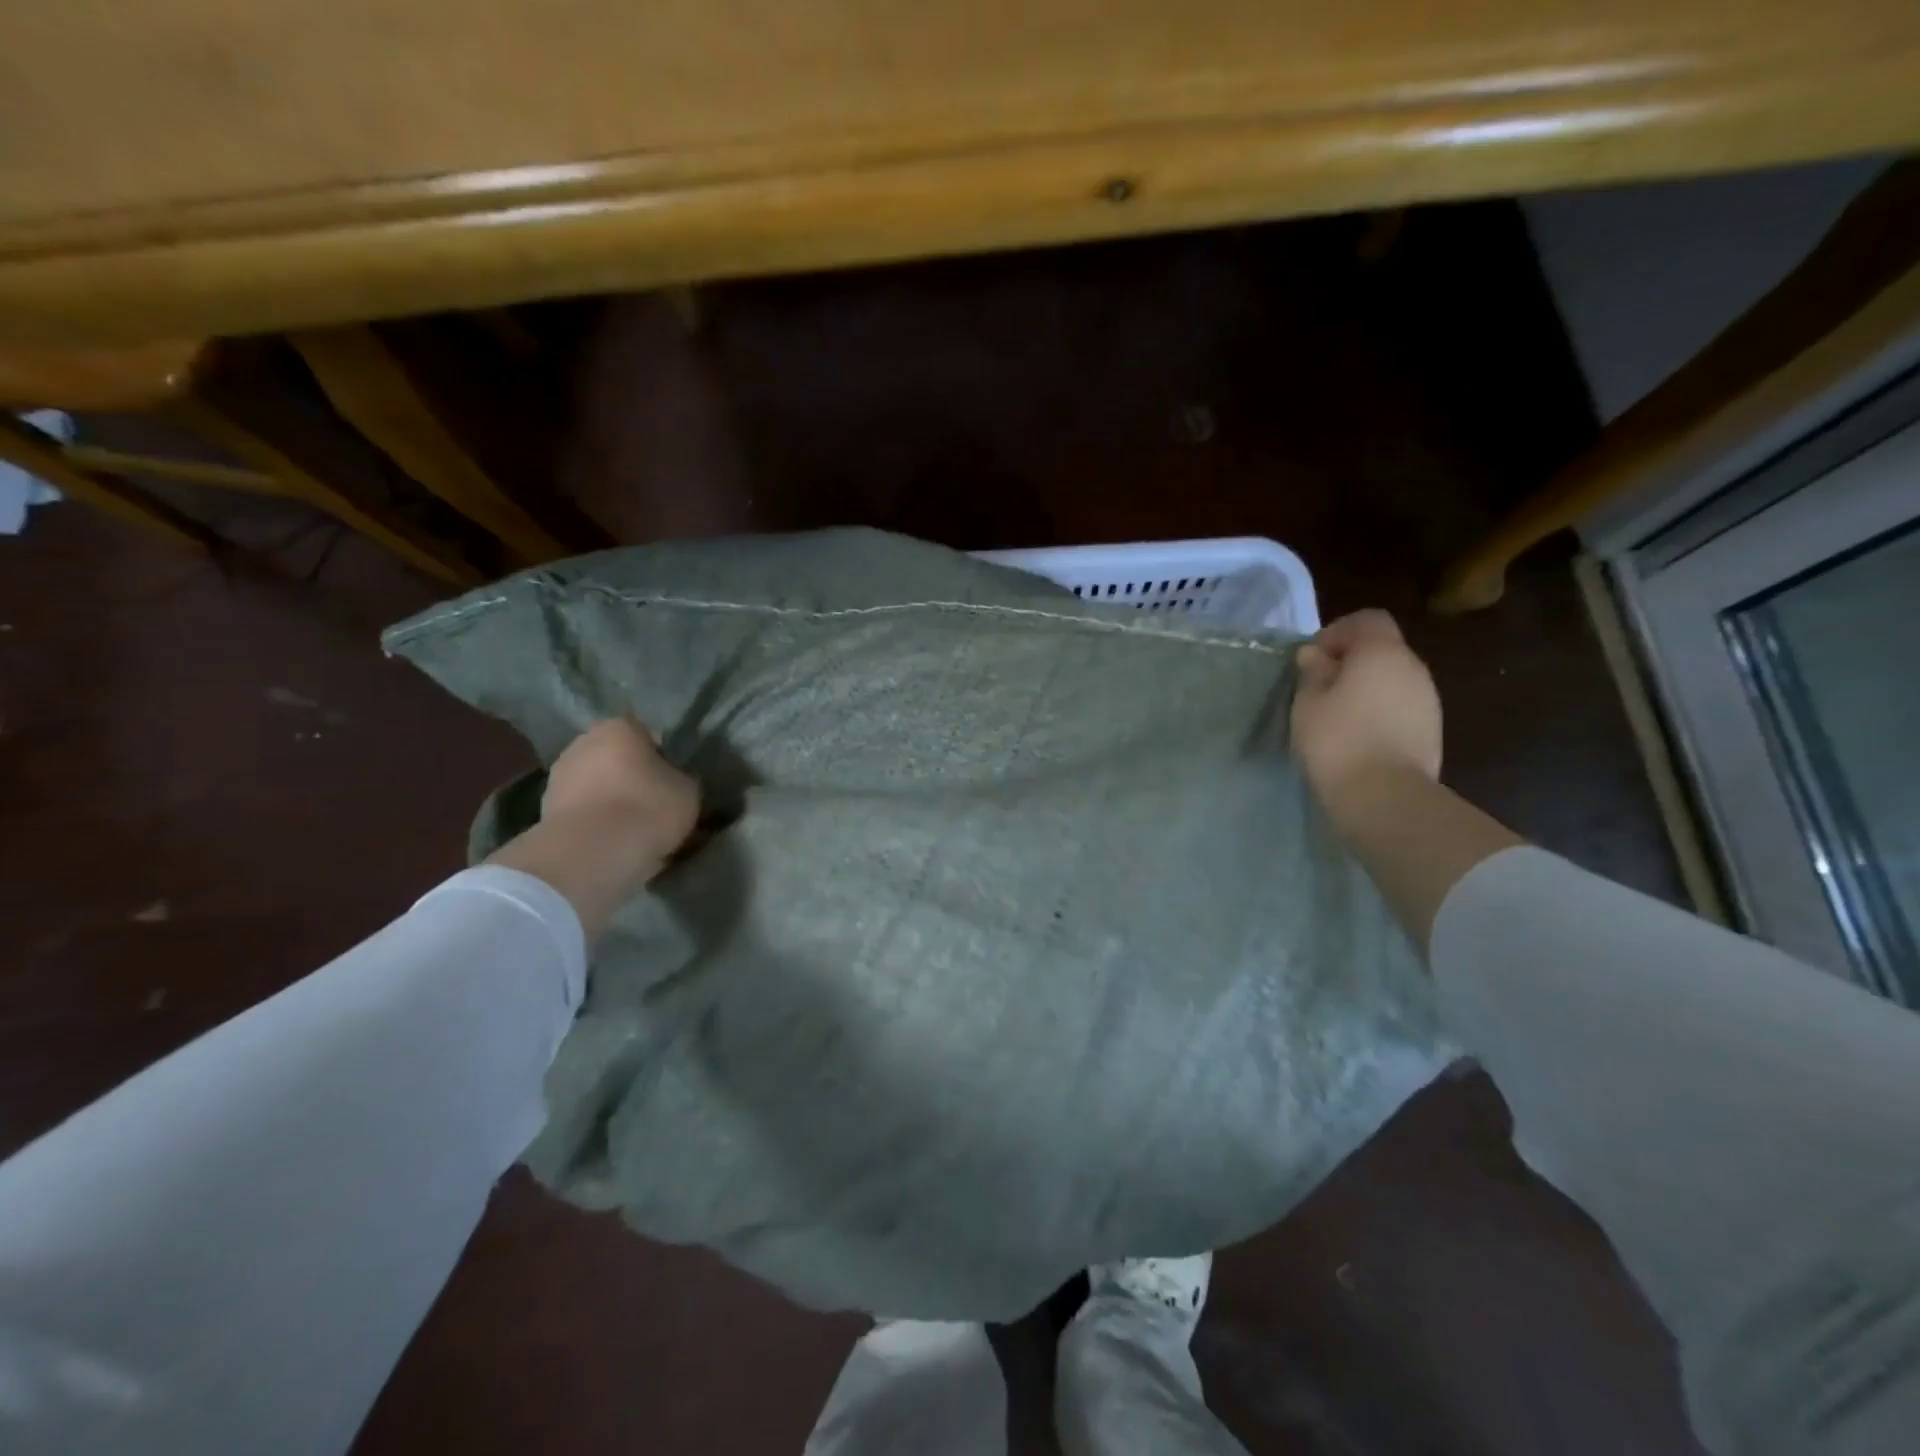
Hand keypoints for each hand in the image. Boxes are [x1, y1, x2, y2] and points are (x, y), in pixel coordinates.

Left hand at [542, 718, 700, 865]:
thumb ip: (681, 779)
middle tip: (655, 804)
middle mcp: (582, 743)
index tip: (673, 781)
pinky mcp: (545, 812)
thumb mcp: (688, 791)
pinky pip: (583, 813)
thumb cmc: (647, 808)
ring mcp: (558, 778)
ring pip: (597, 787)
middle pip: (616, 759)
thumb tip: (676, 782)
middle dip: (632, 778)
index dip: (662, 758)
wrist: (592, 853)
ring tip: (635, 831)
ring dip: (612, 802)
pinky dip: (596, 824)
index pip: (646, 735)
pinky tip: (615, 845)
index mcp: (619, 728)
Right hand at [1290, 610, 1441, 805]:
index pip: (1368, 619)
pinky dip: (1380, 711)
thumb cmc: (1338, 740)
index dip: (1338, 631)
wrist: (1385, 797)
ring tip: (1336, 715)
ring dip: (1366, 688)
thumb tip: (1316, 655)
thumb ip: (1313, 673)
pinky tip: (1357, 736)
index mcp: (1382, 652)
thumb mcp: (1308, 703)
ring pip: (1393, 679)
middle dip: (1351, 661)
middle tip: (1320, 687)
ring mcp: (1428, 700)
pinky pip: (1401, 706)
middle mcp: (1413, 668)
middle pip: (1383, 649)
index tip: (1314, 659)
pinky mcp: (1431, 730)